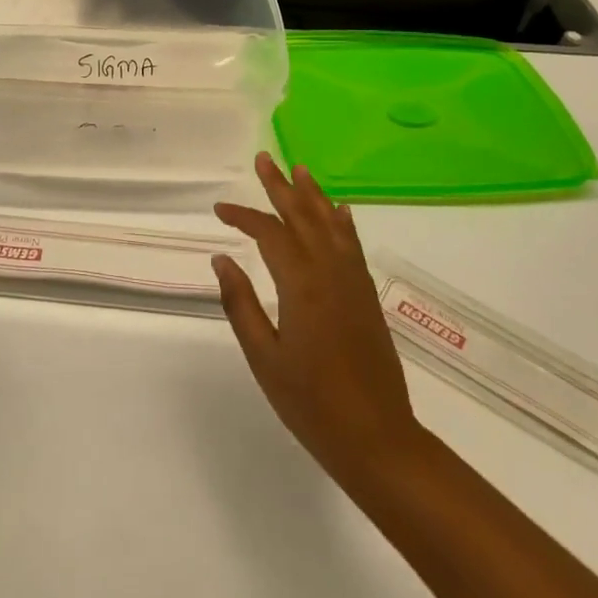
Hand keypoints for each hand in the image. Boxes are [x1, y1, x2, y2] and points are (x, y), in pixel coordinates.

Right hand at [213, 154, 421, 489]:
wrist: (377, 438)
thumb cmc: (311, 403)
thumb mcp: (265, 358)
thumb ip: (241, 304)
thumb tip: (222, 259)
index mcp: (301, 284)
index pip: (269, 233)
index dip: (243, 216)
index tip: (220, 210)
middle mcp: (330, 272)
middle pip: (303, 216)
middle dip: (280, 187)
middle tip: (264, 159)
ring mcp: (353, 281)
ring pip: (331, 224)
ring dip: (313, 195)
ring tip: (300, 169)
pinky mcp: (366, 295)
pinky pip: (352, 245)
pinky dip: (343, 222)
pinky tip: (339, 210)